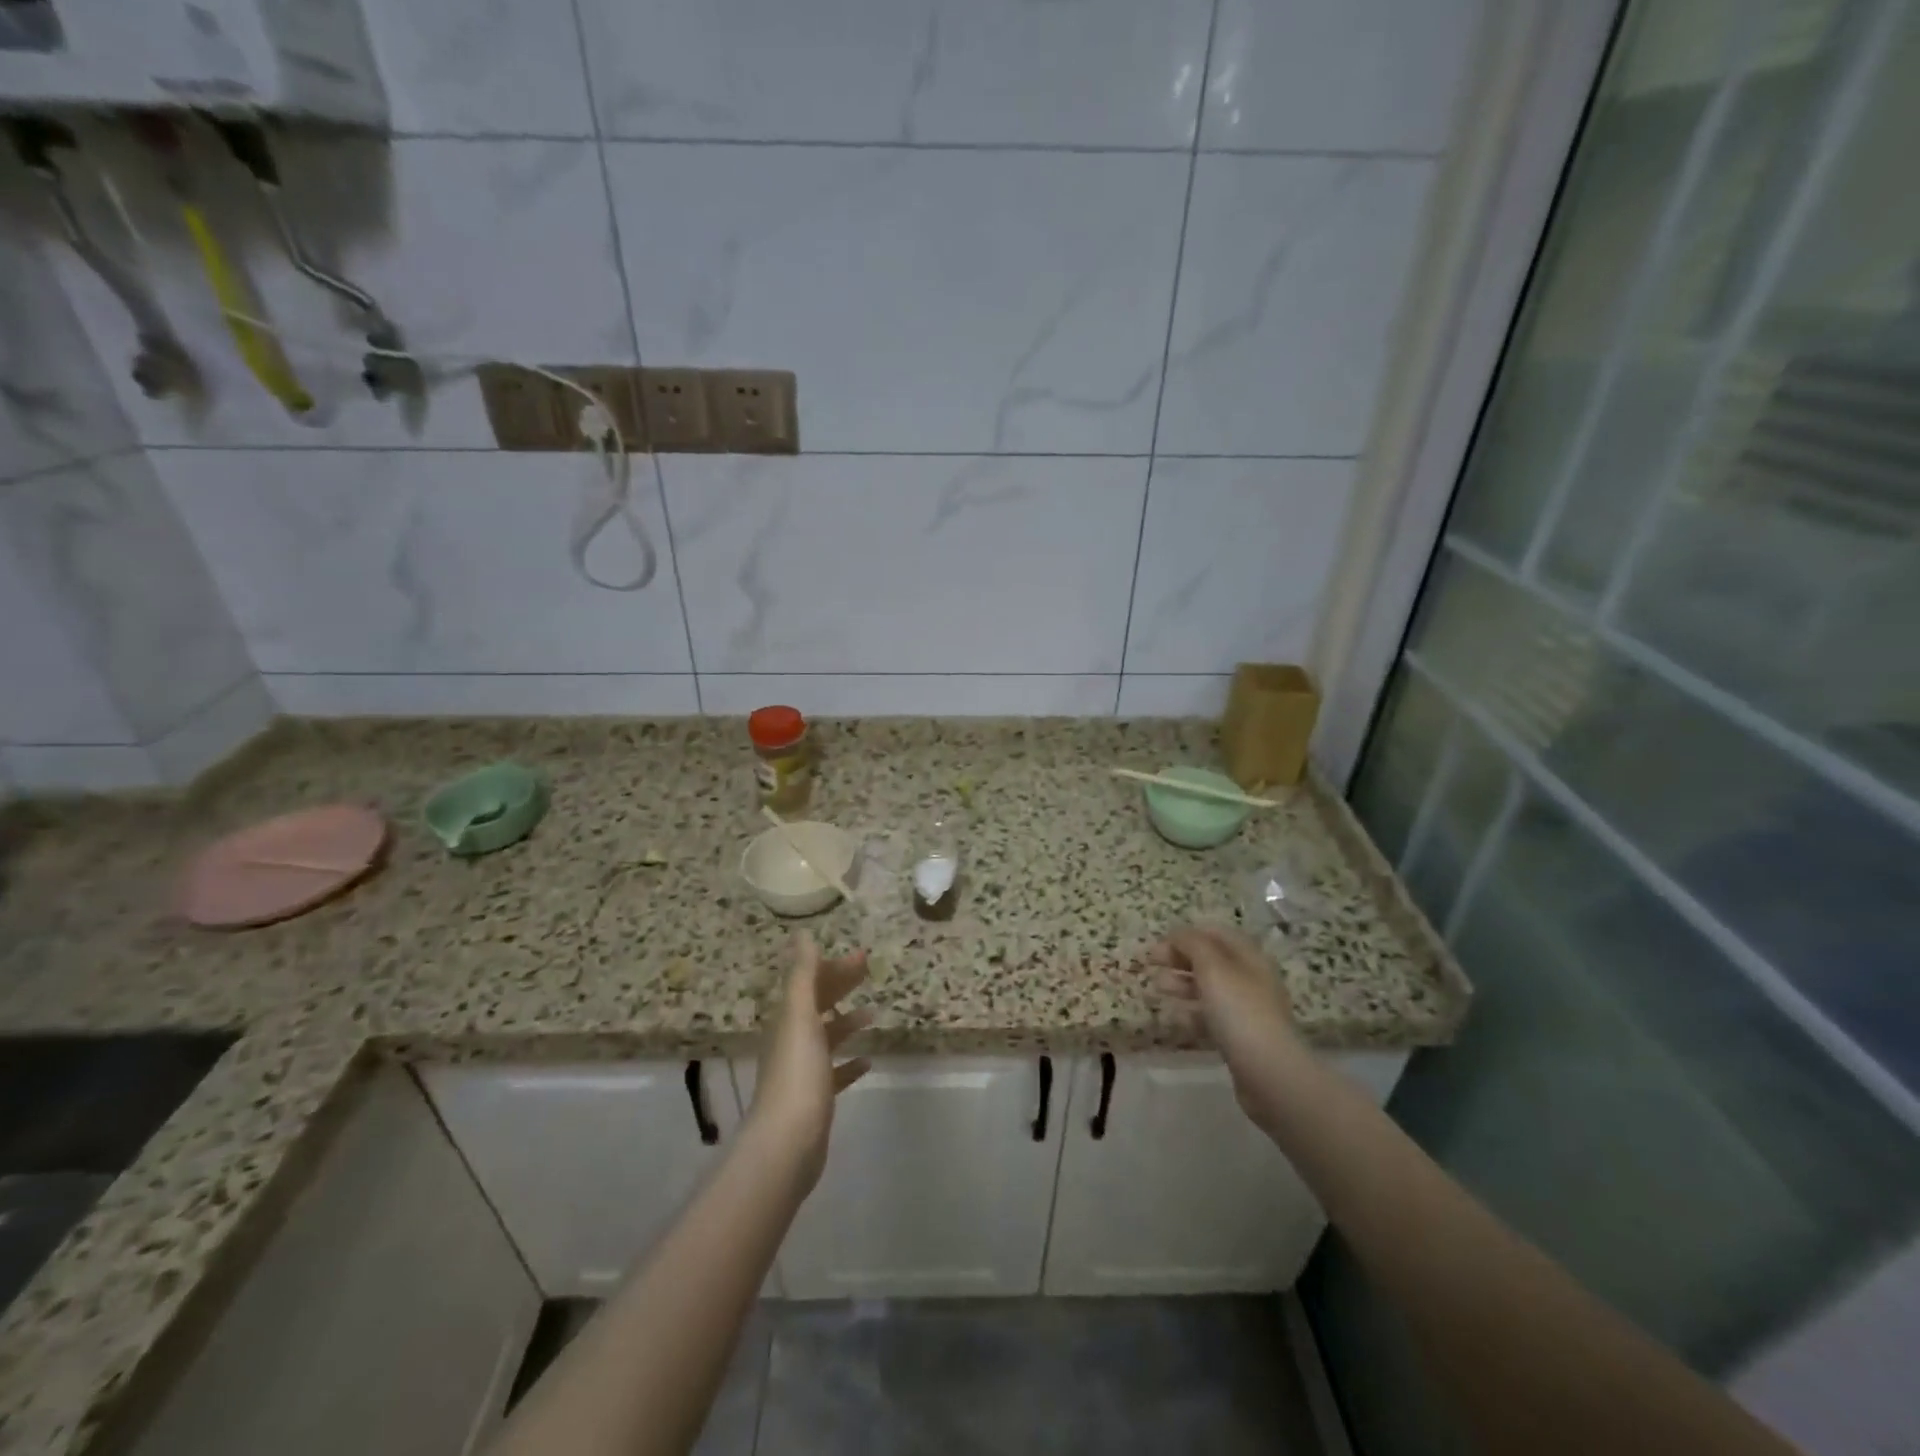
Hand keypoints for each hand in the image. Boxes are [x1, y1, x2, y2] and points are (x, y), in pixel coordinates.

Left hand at [748, 931, 872, 1189]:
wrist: (786, 1143)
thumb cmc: (797, 1074)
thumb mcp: (800, 1016)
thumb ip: (802, 975)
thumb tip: (803, 934)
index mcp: (787, 1019)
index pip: (809, 982)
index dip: (832, 966)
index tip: (861, 956)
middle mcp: (791, 1041)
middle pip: (817, 1005)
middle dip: (840, 985)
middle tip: (869, 971)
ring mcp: (802, 1071)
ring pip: (826, 1037)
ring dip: (846, 1022)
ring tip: (872, 1012)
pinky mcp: (815, 1099)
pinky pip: (834, 1073)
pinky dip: (848, 1063)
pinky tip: (867, 1061)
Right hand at [1149, 924, 1300, 1125]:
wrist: (1268, 1072)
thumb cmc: (1239, 1011)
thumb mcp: (1212, 967)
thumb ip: (1191, 944)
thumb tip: (1176, 934)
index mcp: (1248, 956)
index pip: (1215, 933)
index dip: (1185, 934)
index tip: (1158, 944)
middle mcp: (1250, 978)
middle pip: (1210, 960)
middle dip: (1180, 958)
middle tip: (1151, 964)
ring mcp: (1247, 1009)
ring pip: (1209, 989)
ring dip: (1182, 984)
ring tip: (1158, 988)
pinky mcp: (1241, 1037)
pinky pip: (1212, 1017)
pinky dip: (1193, 1014)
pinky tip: (1178, 1019)